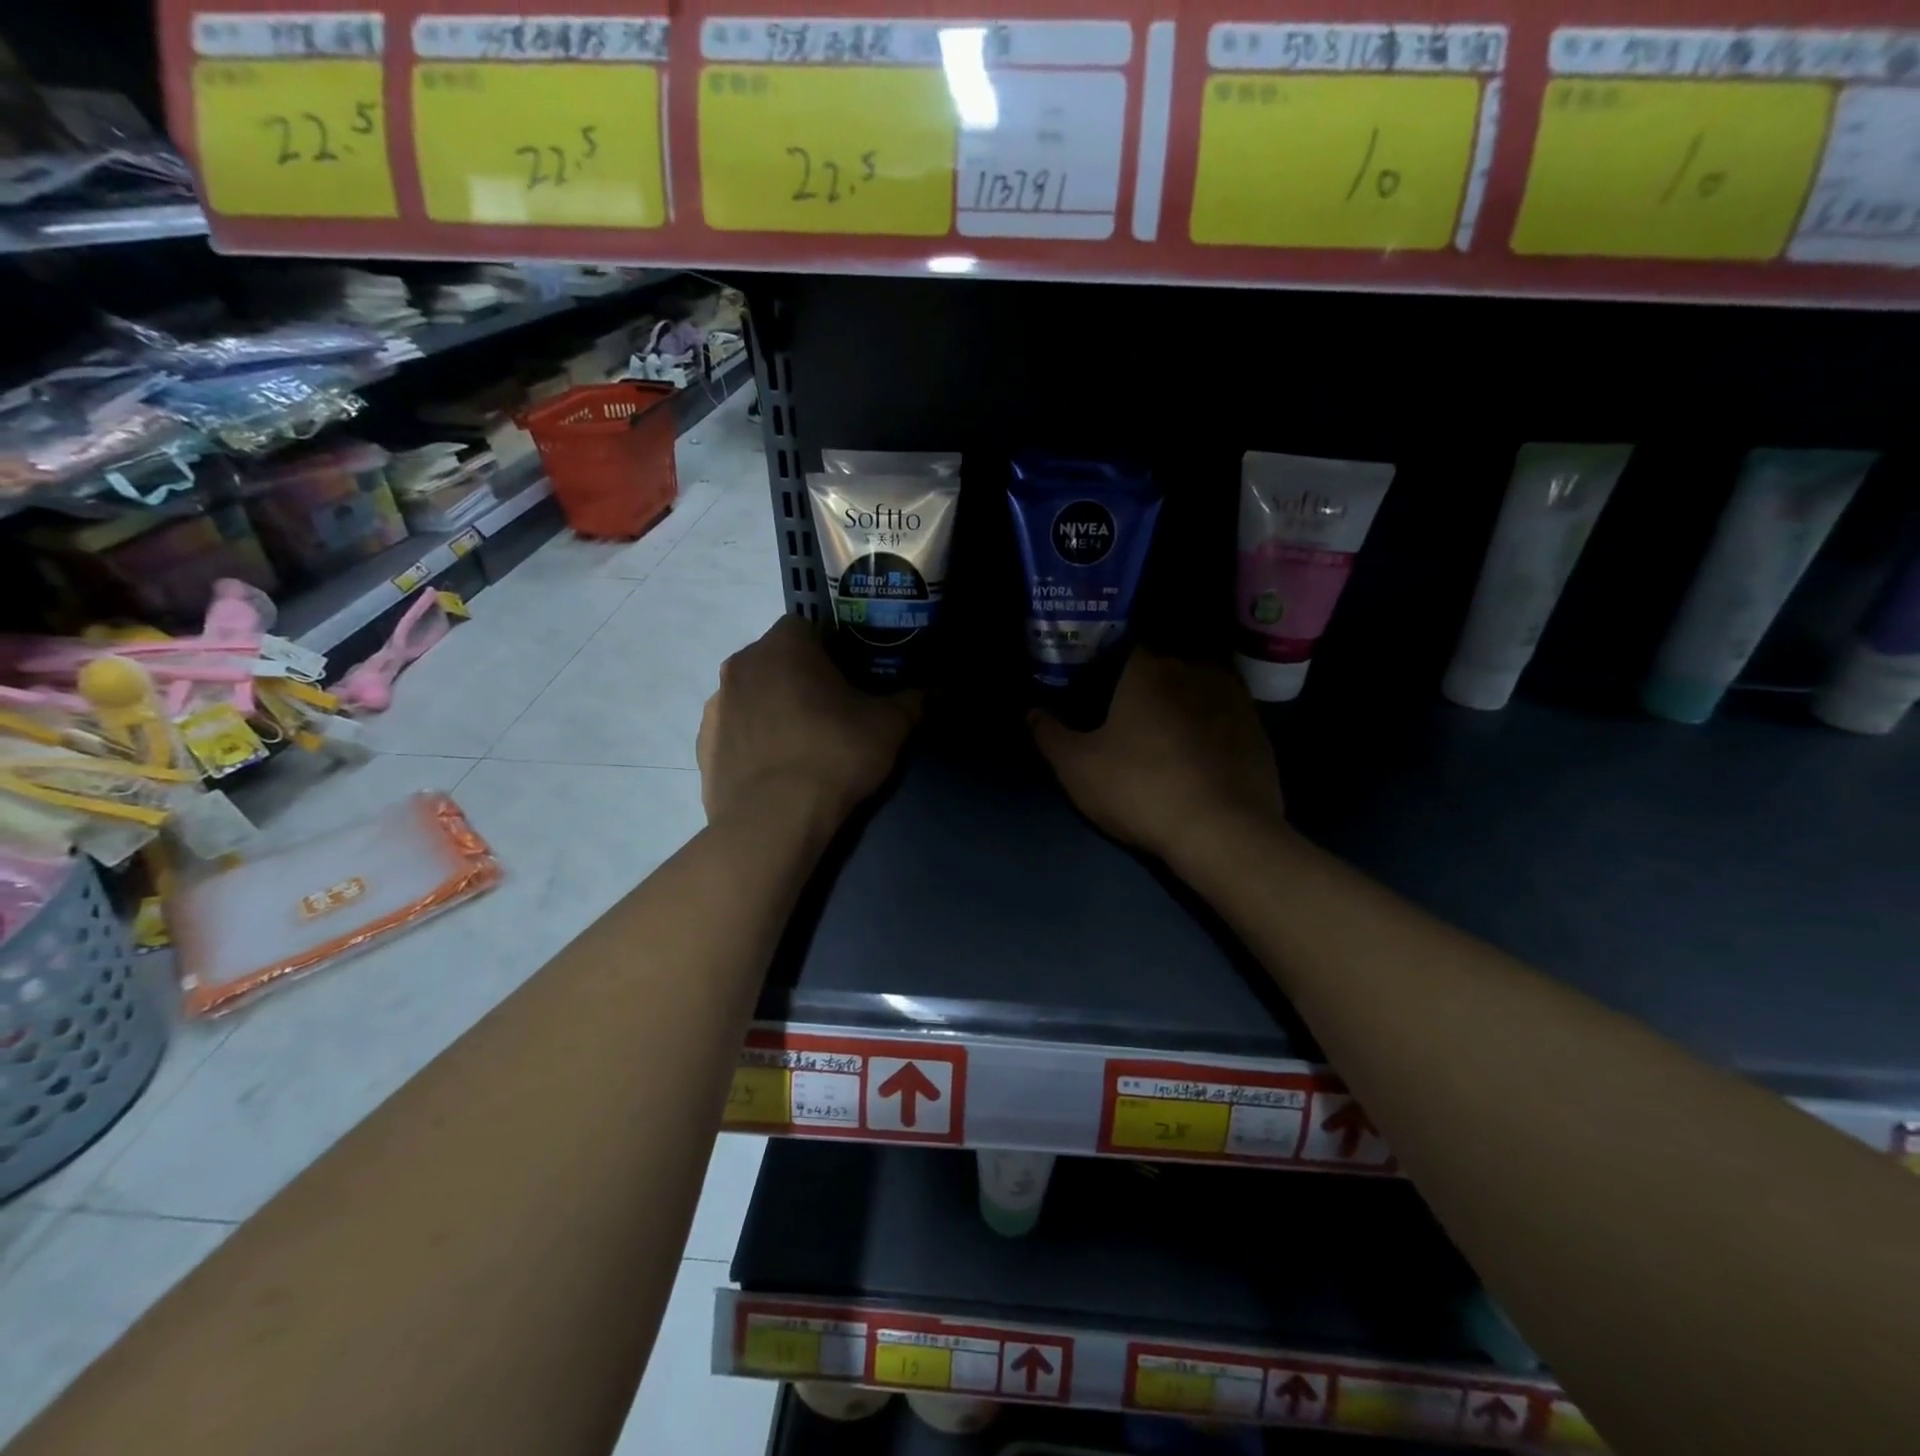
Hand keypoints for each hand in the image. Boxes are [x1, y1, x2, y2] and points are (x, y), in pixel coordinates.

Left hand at [699, 617, 920, 834]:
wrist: (772, 821)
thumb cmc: (834, 754)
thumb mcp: (890, 726)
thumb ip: (914, 699)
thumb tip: (935, 687)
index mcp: (784, 645)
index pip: (808, 627)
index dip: (832, 649)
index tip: (851, 678)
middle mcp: (741, 664)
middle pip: (778, 659)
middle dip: (802, 677)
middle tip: (832, 712)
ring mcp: (716, 705)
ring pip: (753, 694)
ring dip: (774, 707)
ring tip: (803, 744)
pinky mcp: (703, 745)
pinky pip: (736, 731)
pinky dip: (754, 740)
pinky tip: (776, 769)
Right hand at [1029, 650, 1283, 868]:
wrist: (1224, 832)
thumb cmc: (1140, 789)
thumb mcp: (1077, 768)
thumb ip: (1050, 734)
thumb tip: (1032, 712)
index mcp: (1148, 668)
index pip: (1123, 646)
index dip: (1107, 664)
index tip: (1097, 686)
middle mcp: (1194, 668)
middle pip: (1163, 665)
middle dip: (1146, 683)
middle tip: (1129, 714)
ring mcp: (1233, 696)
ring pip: (1198, 687)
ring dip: (1182, 701)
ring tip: (1167, 733)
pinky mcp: (1259, 727)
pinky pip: (1225, 715)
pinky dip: (1211, 726)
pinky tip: (1200, 753)